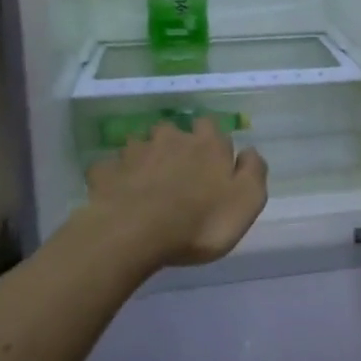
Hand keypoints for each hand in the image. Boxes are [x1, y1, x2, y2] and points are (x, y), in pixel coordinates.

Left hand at [85, 120, 267, 265]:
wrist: (137, 234)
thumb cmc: (201, 221)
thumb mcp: (247, 201)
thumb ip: (253, 171)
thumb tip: (249, 151)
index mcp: (207, 145)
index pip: (210, 126)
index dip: (210, 140)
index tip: (211, 159)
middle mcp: (170, 139)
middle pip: (171, 131)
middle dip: (173, 144)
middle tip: (176, 170)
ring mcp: (134, 153)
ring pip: (139, 145)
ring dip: (143, 157)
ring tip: (145, 181)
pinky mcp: (106, 173)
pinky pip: (109, 168)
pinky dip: (114, 176)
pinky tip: (117, 191)